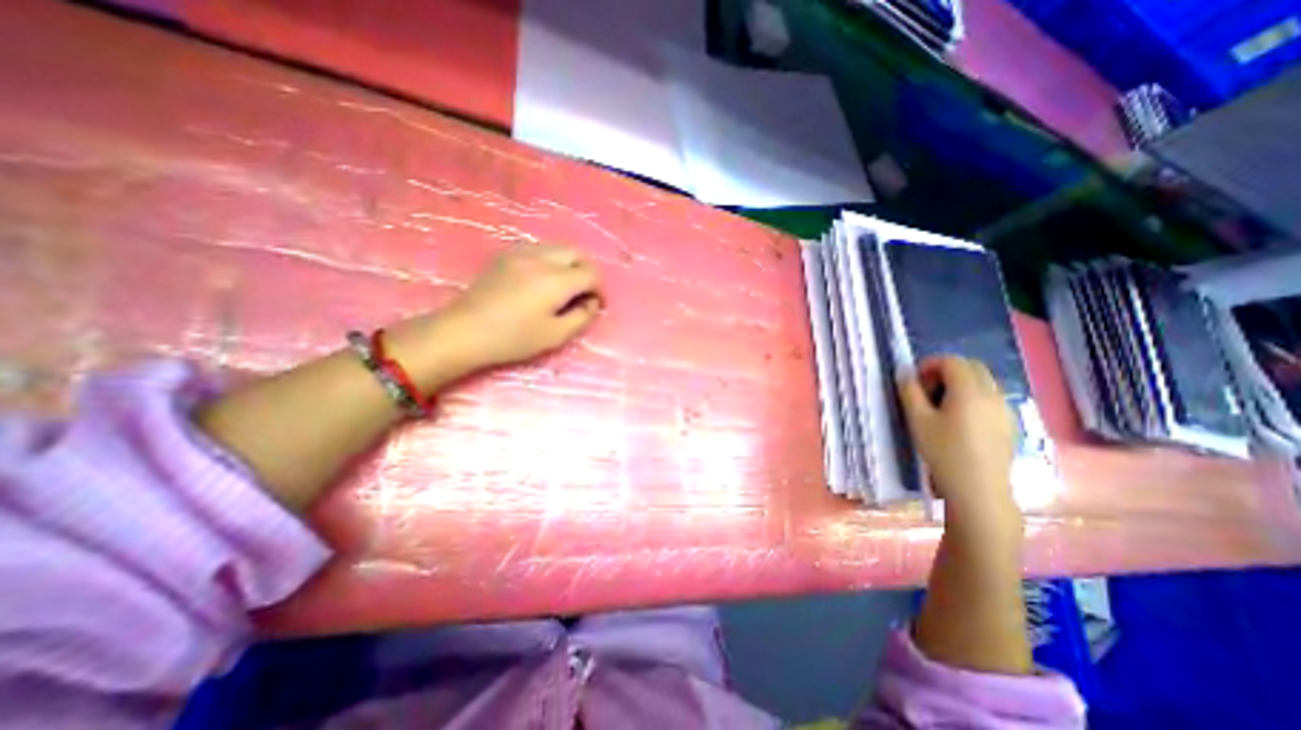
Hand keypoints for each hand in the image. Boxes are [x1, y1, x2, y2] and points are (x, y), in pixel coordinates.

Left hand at [383, 242, 602, 387]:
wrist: (465, 331)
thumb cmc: (514, 338)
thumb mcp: (555, 336)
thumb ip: (581, 318)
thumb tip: (591, 304)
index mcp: (556, 281)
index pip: (591, 274)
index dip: (599, 290)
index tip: (596, 305)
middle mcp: (541, 259)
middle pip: (576, 253)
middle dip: (587, 272)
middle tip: (584, 293)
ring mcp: (521, 253)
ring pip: (557, 248)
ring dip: (569, 264)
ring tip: (565, 286)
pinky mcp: (506, 255)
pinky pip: (538, 249)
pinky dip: (550, 260)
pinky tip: (542, 280)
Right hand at [901, 358, 1021, 530]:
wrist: (978, 489)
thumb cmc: (943, 451)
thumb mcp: (918, 420)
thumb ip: (909, 391)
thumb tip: (905, 373)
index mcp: (969, 391)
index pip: (952, 361)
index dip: (930, 364)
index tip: (915, 381)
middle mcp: (993, 394)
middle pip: (972, 367)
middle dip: (946, 371)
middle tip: (927, 390)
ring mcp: (1005, 409)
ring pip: (984, 382)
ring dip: (961, 383)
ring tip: (941, 406)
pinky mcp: (1010, 423)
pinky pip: (991, 397)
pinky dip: (973, 397)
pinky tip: (960, 420)